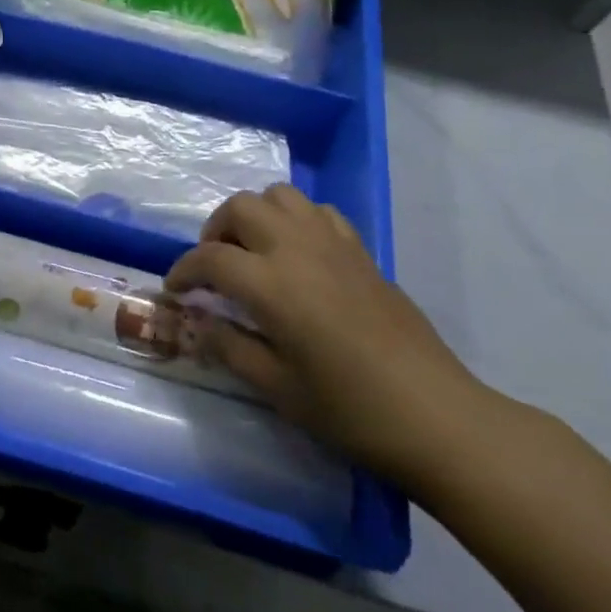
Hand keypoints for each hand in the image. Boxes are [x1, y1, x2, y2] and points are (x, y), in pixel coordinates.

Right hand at [167, 184, 495, 486]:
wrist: (436, 415)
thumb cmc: (351, 411)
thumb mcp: (279, 389)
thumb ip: (229, 347)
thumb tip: (197, 322)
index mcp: (271, 284)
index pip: (210, 259)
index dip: (183, 270)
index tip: (174, 289)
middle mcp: (296, 248)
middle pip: (240, 208)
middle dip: (215, 230)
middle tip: (213, 266)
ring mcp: (332, 243)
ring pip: (278, 196)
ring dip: (255, 215)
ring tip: (252, 250)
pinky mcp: (359, 249)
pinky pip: (317, 211)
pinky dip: (295, 219)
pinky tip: (298, 253)